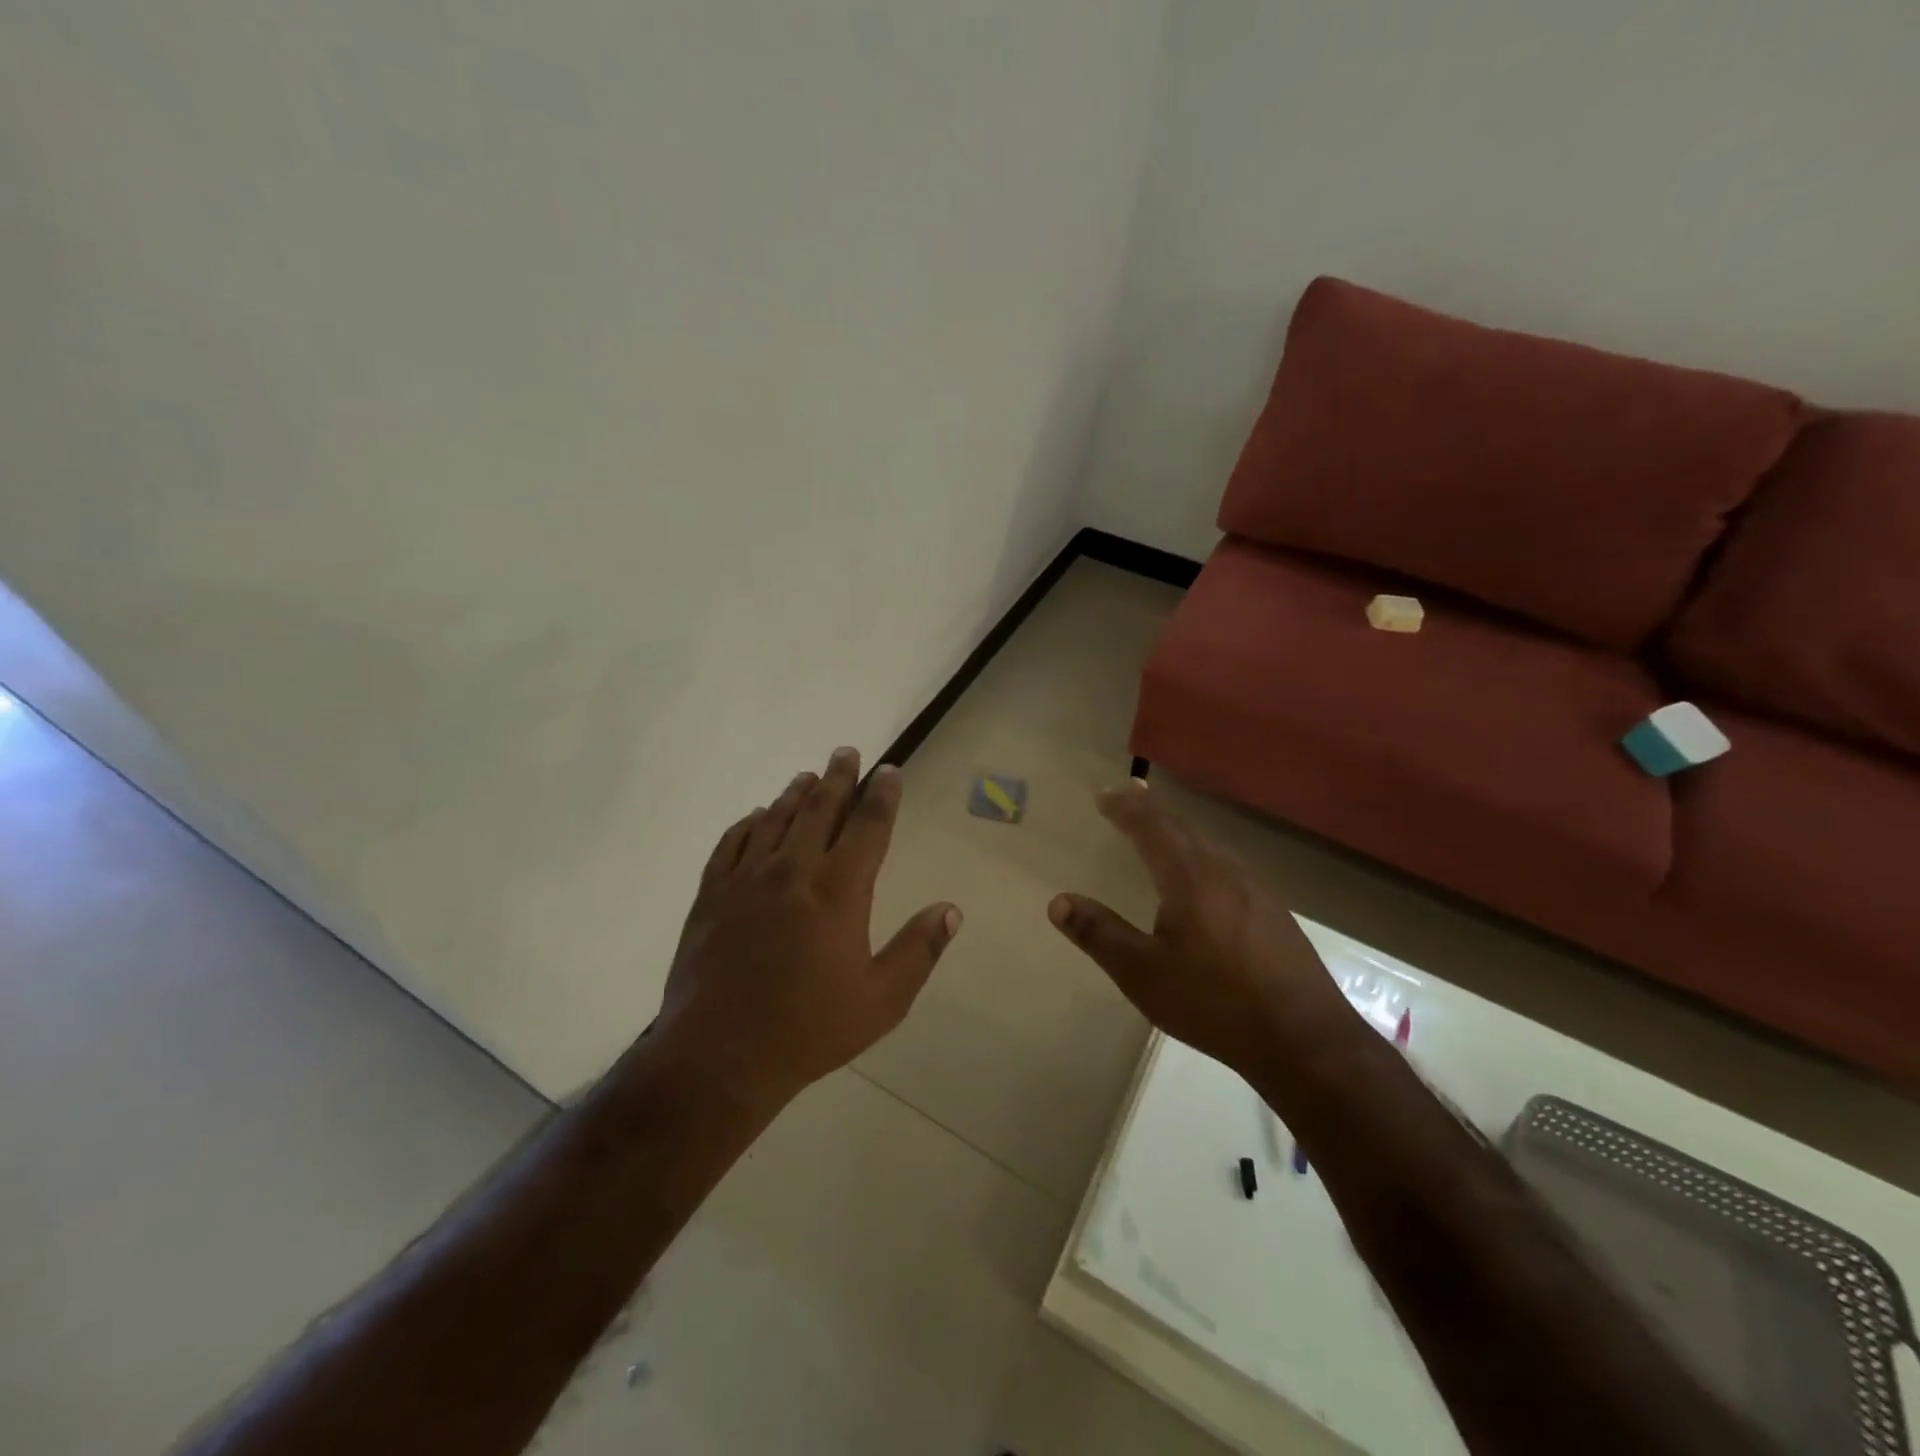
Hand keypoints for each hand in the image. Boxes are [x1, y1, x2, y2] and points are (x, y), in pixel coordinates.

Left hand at [655, 747, 961, 1110]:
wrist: (719, 1056)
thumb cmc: (809, 1029)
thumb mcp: (881, 1000)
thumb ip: (919, 950)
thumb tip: (950, 909)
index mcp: (839, 891)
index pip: (868, 826)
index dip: (882, 795)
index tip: (889, 770)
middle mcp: (793, 871)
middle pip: (820, 808)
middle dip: (839, 776)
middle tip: (847, 752)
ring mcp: (746, 879)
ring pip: (776, 818)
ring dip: (796, 793)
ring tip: (809, 775)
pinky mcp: (712, 894)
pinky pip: (732, 842)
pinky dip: (750, 823)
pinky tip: (758, 817)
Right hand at [1048, 781, 1350, 1075]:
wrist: (1305, 1039)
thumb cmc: (1214, 1003)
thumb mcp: (1143, 973)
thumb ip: (1099, 934)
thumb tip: (1058, 901)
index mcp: (1190, 877)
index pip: (1152, 827)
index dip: (1126, 809)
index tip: (1104, 794)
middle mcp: (1225, 871)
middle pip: (1183, 828)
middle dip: (1152, 810)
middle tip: (1130, 795)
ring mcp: (1257, 890)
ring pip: (1209, 846)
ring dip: (1180, 832)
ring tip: (1162, 830)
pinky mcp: (1275, 913)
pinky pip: (1229, 866)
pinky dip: (1203, 855)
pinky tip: (1207, 877)